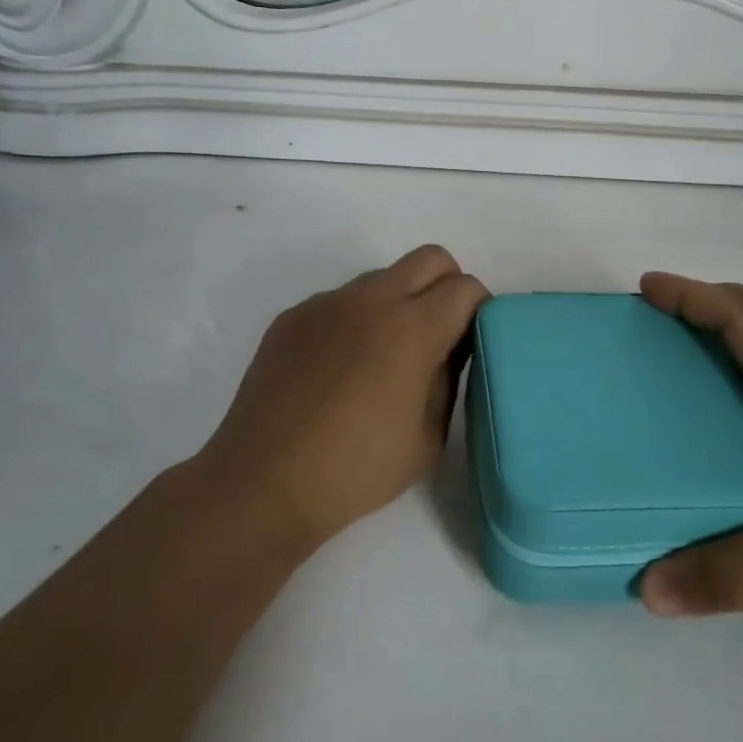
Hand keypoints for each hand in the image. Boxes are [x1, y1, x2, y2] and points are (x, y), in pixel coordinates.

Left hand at [202, 246, 489, 550]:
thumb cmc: (356, 470)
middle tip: (439, 334)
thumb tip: (451, 346)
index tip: (470, 342)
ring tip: (382, 356)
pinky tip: (338, 368)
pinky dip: (355, 320)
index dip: (478, 311)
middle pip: (430, 258)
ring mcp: (327, 303)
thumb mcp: (428, 438)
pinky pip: (341, 300)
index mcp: (411, 329)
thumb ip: (449, 378)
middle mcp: (371, 300)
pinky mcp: (294, 315)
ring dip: (399, 301)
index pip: (465, 287)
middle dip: (447, 285)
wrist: (263, 483)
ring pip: (383, 277)